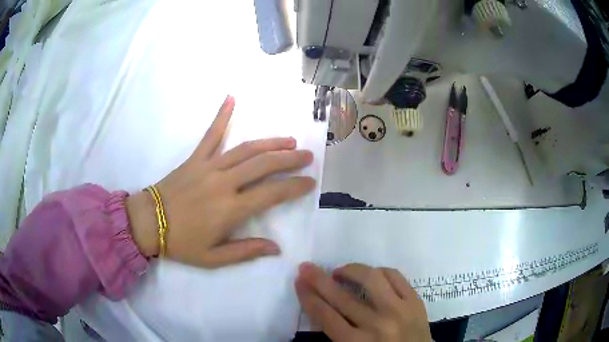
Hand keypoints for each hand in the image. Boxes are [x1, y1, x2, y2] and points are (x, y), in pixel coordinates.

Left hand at [127, 96, 315, 266]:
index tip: (310, 182)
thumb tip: (276, 248)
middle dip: (290, 159)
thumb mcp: (214, 258)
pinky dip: (222, 116)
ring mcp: (209, 166)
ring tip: (289, 139)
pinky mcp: (195, 158)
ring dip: (270, 142)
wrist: (147, 223)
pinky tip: (231, 98)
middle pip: (264, 165)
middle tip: (307, 155)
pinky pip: (211, 134)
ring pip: (246, 149)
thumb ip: (246, 251)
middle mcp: (224, 183)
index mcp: (231, 209)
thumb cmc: (181, 243)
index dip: (294, 187)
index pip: (272, 193)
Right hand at [295, 263, 430, 341]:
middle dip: (319, 280)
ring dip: (350, 270)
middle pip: (341, 297)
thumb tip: (321, 306)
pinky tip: (371, 273)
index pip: (325, 316)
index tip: (299, 282)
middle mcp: (376, 325)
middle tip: (307, 267)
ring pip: (370, 280)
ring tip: (339, 270)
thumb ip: (337, 333)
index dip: (308, 297)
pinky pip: (395, 276)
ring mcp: (398, 310)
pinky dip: (380, 271)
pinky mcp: (415, 301)